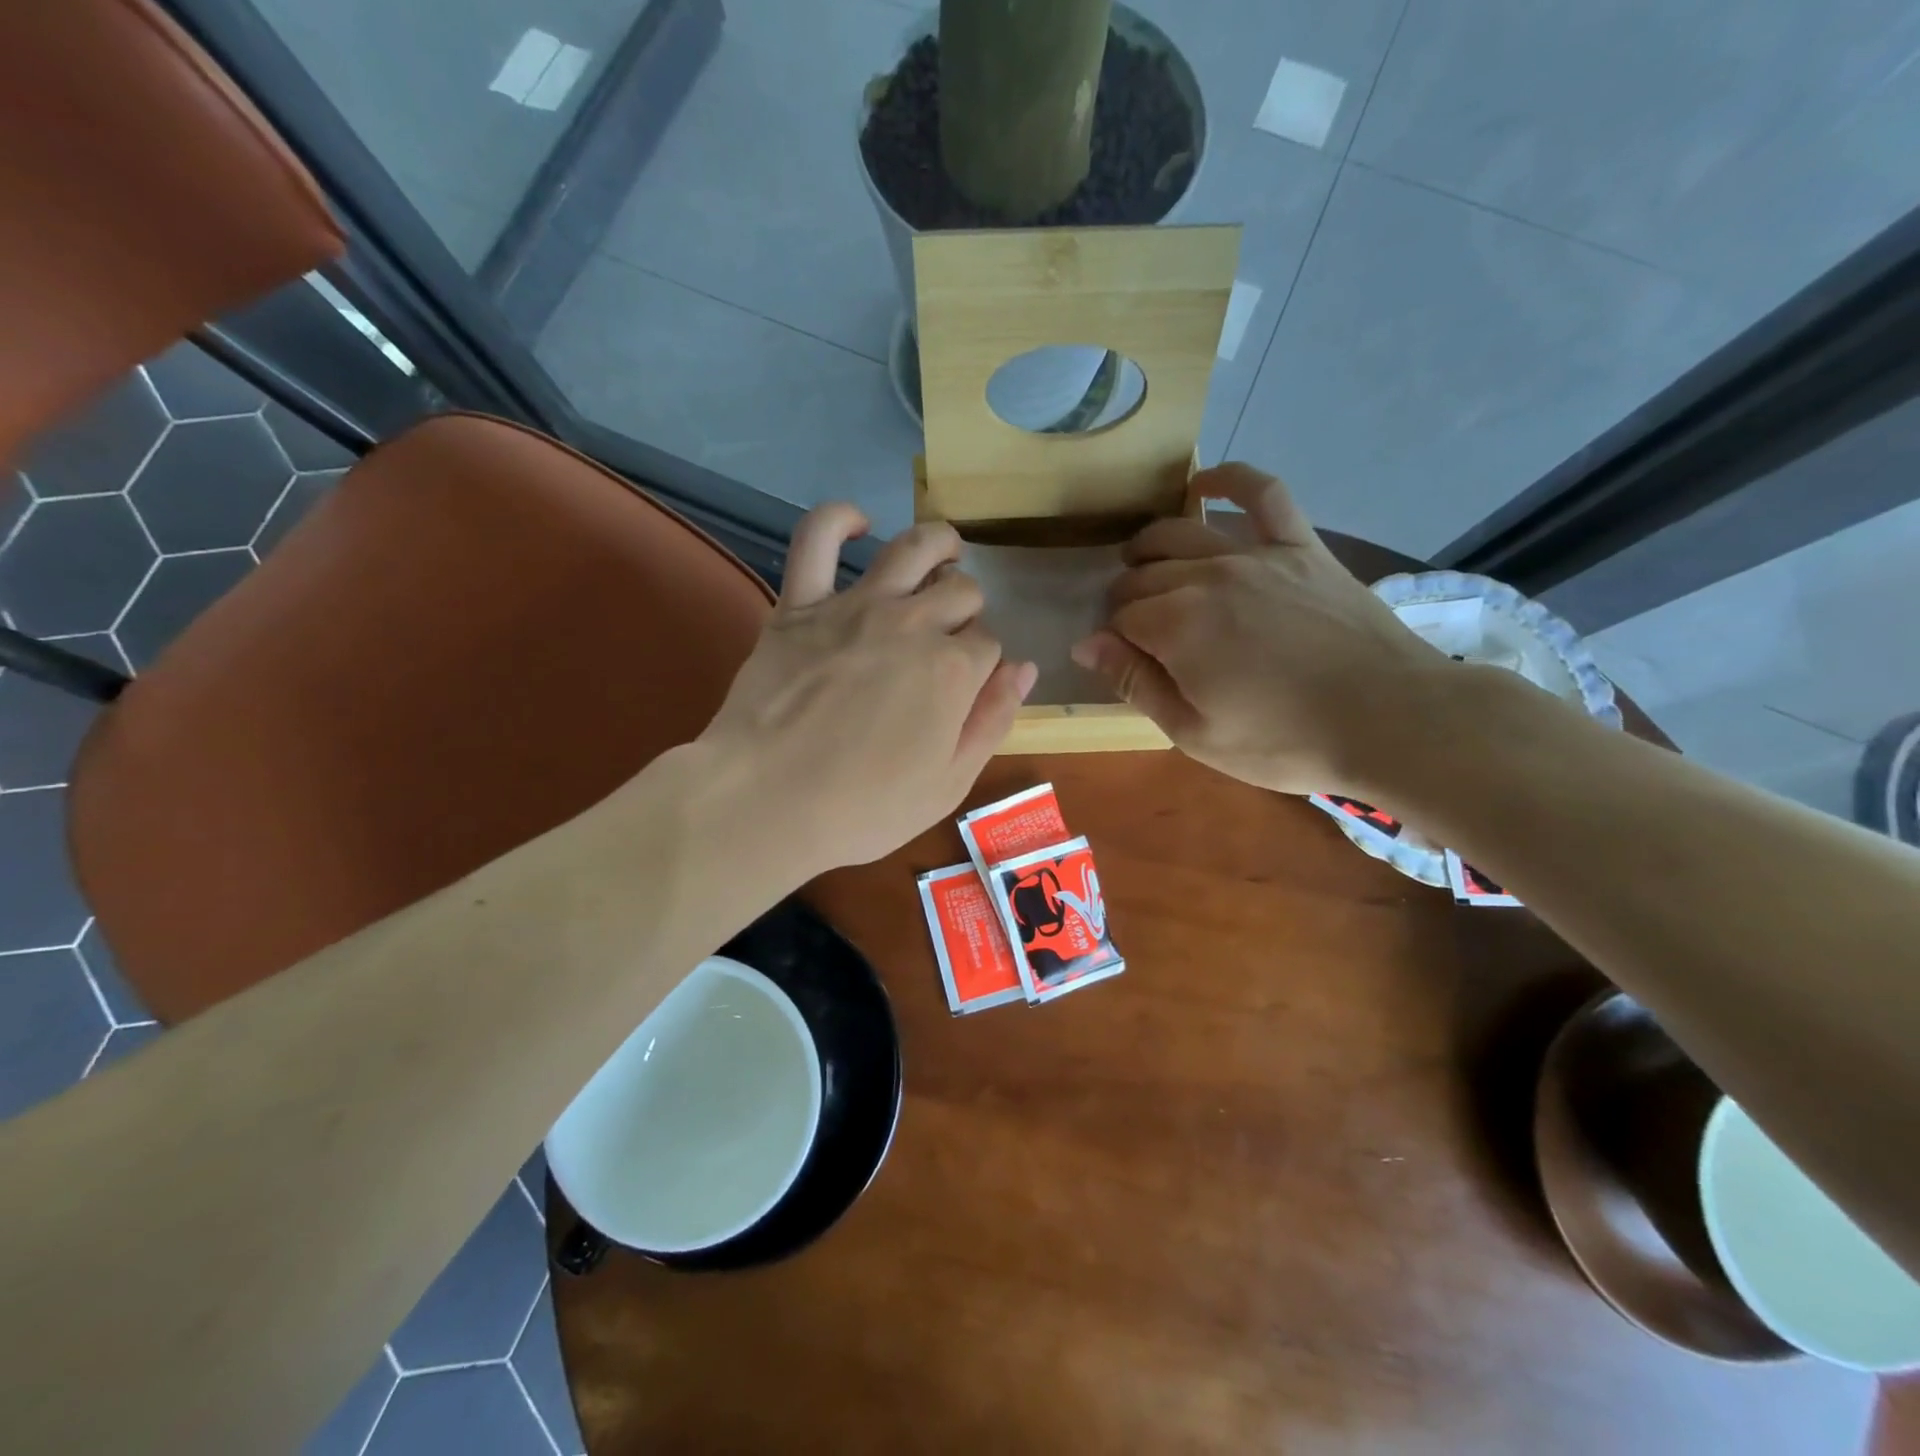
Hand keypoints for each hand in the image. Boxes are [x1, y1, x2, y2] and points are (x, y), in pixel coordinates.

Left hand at [699, 504, 1035, 871]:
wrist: (766, 802)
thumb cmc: (863, 808)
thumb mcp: (949, 784)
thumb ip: (993, 721)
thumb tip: (1025, 668)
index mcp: (954, 670)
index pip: (989, 644)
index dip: (984, 664)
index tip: (967, 687)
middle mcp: (913, 623)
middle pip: (961, 592)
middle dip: (968, 610)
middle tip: (951, 636)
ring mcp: (855, 607)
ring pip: (913, 548)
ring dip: (939, 543)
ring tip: (946, 549)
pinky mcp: (800, 604)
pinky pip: (816, 539)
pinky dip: (839, 520)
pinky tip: (859, 522)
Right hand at [1070, 464, 1446, 796]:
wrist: (1390, 719)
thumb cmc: (1285, 740)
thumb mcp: (1195, 734)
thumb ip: (1136, 684)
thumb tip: (1085, 644)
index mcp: (1176, 627)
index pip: (1120, 619)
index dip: (1112, 639)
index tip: (1121, 659)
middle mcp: (1207, 577)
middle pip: (1144, 575)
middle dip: (1125, 599)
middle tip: (1133, 627)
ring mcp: (1256, 555)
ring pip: (1182, 533)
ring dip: (1149, 547)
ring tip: (1140, 562)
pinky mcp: (1301, 546)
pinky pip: (1263, 494)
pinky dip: (1229, 480)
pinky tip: (1202, 484)